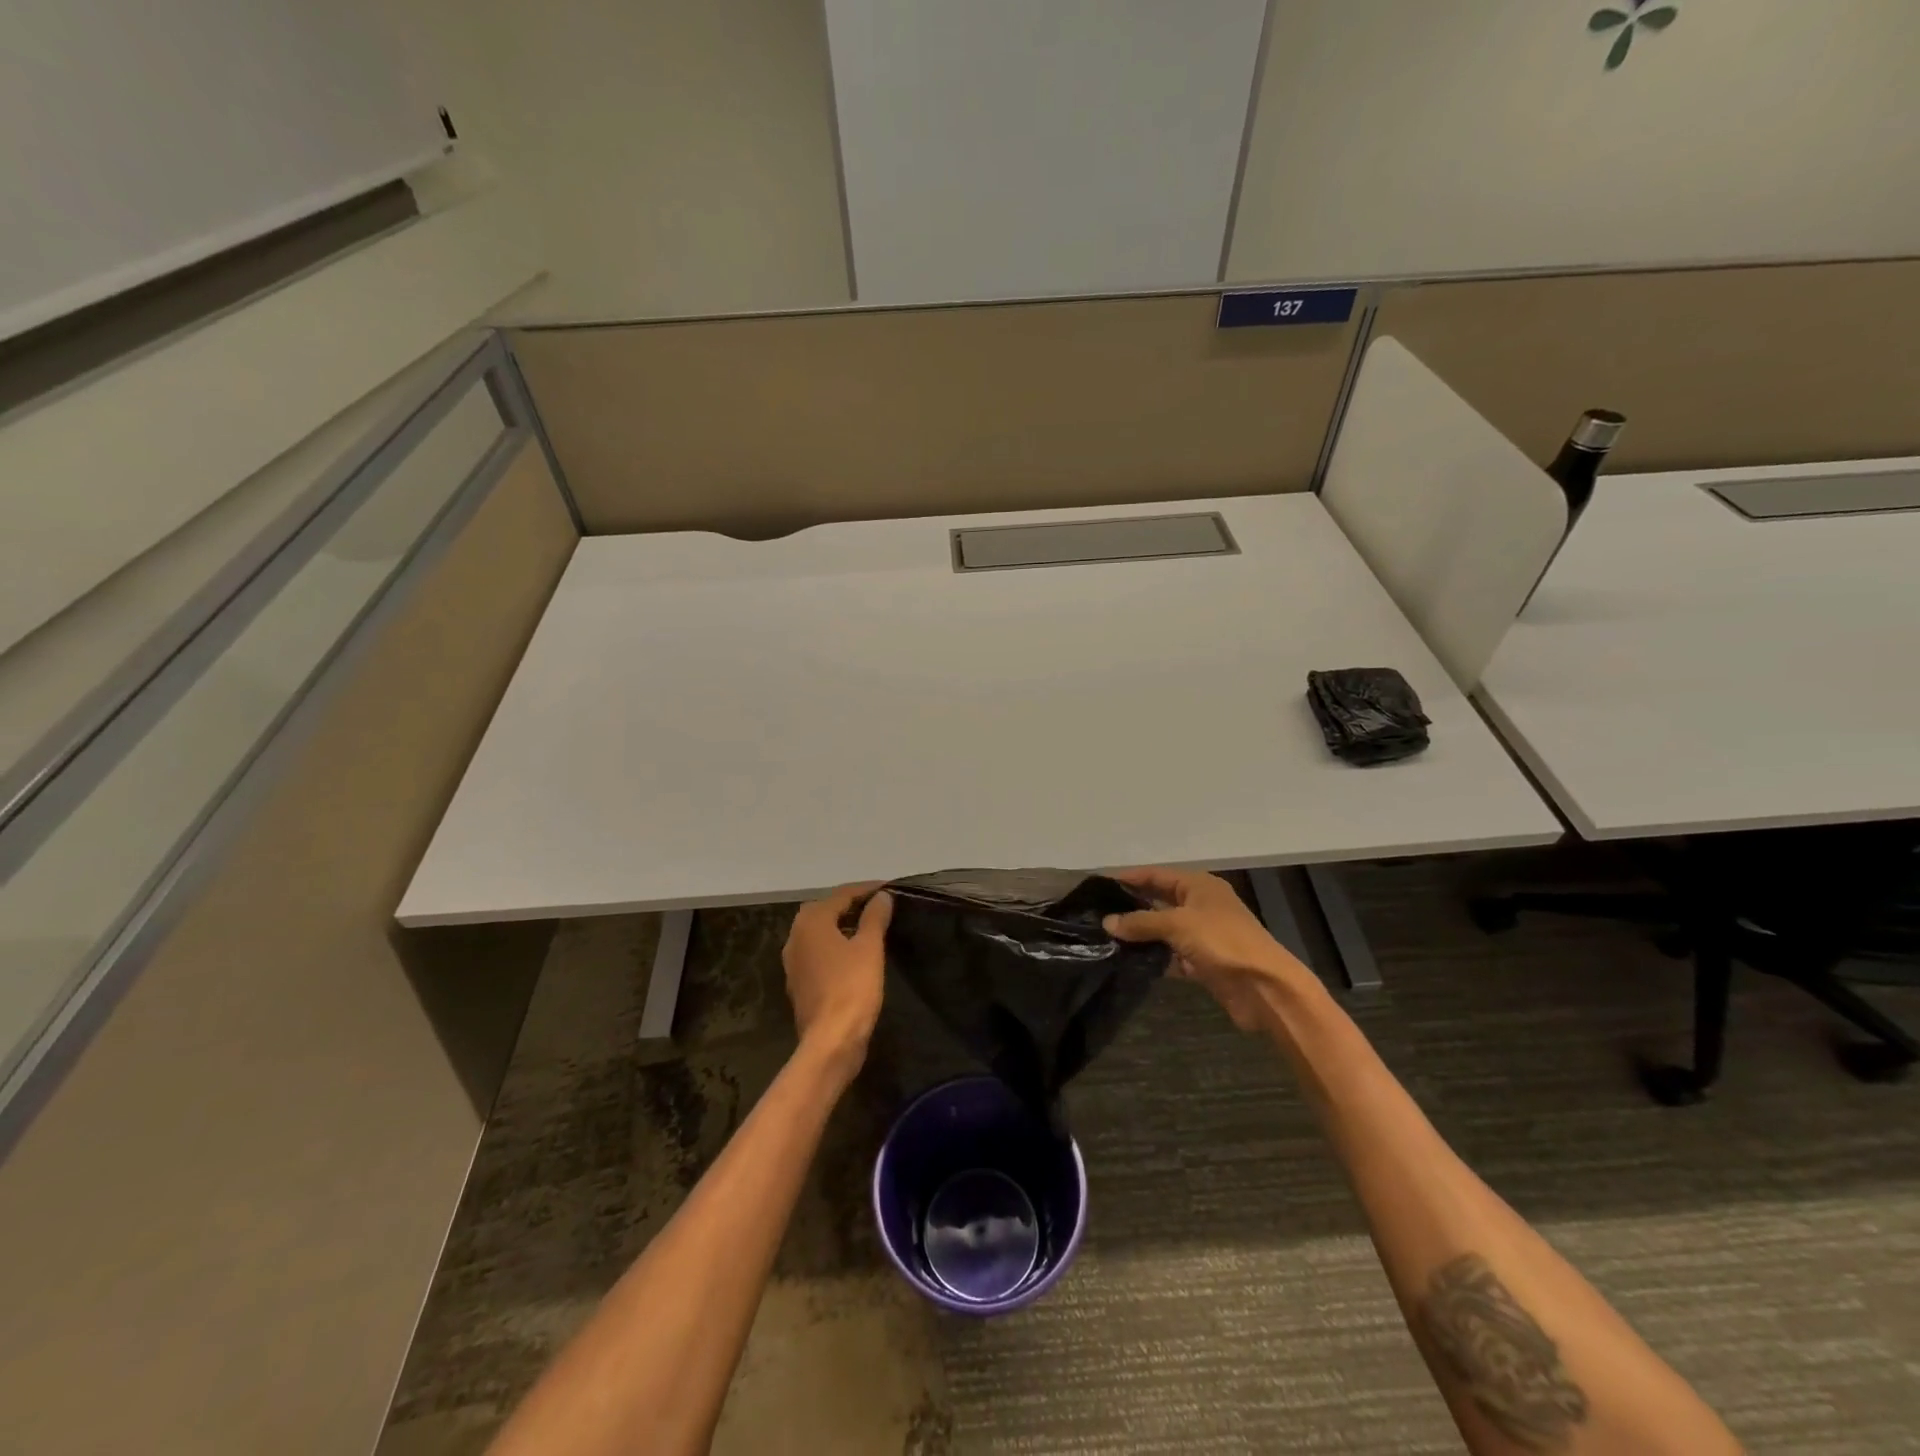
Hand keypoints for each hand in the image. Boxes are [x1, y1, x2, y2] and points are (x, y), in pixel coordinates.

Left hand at [783, 884, 891, 1076]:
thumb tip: (881, 897)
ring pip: (820, 932)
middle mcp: (795, 936)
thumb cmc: (852, 987)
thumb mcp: (869, 947)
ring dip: (842, 925)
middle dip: (851, 904)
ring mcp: (794, 962)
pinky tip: (854, 953)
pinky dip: (835, 945)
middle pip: (825, 910)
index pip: (841, 894)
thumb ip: (874, 917)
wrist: (831, 1041)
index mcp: (811, 922)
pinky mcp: (799, 982)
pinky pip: (818, 952)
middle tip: (878, 904)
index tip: (889, 887)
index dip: (866, 889)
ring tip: (869, 925)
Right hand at [1103, 867, 1314, 1031]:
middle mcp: (1200, 905)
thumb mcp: (1178, 924)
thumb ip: (1141, 921)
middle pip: (1159, 901)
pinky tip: (1129, 961)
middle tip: (1097, 913)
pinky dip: (1153, 957)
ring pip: (1163, 930)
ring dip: (1140, 935)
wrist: (1265, 987)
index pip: (1156, 874)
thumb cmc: (1223, 942)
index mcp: (1199, 886)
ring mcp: (1202, 935)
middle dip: (1131, 907)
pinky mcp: (1202, 962)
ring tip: (1106, 938)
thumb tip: (1107, 922)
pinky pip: (1171, 955)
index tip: (1099, 884)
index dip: (1129, 878)